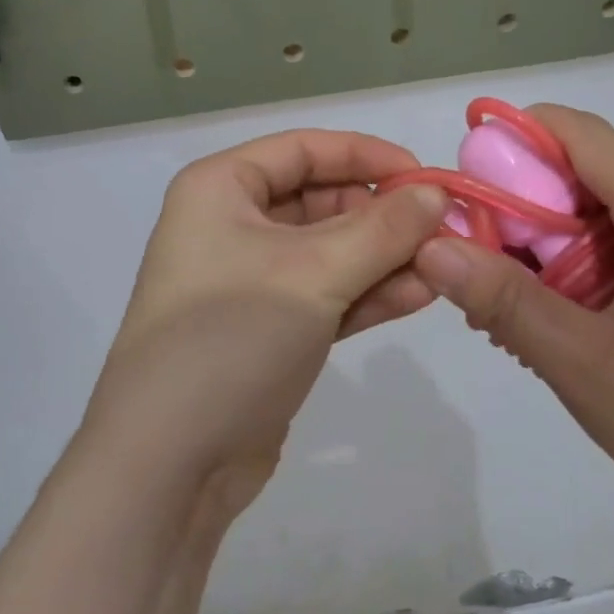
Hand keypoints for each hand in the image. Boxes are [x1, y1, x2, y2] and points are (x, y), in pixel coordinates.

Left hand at [83, 131, 446, 513]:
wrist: (170, 464)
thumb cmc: (232, 336)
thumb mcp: (313, 273)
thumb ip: (382, 229)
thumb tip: (435, 193)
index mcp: (221, 189)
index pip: (304, 149)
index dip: (367, 155)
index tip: (424, 177)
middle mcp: (231, 225)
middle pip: (321, 200)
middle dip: (381, 216)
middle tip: (443, 232)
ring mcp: (250, 281)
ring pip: (329, 252)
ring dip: (384, 258)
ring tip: (443, 267)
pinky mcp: (268, 330)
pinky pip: (326, 295)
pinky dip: (368, 294)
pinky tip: (419, 296)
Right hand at [413, 105, 613, 551]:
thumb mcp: (583, 364)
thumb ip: (502, 298)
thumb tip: (431, 247)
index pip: (578, 132)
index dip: (513, 139)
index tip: (467, 184)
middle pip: (593, 178)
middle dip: (529, 215)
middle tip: (486, 279)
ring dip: (561, 250)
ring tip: (531, 320)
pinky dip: (600, 268)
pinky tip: (586, 329)